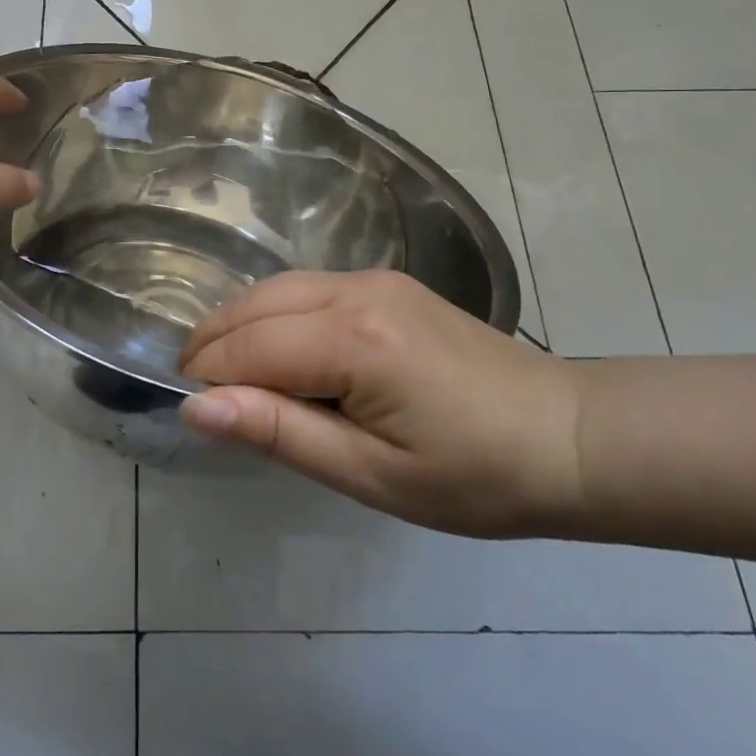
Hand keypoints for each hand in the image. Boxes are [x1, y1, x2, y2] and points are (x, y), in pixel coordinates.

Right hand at [179, 271, 584, 537]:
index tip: (186, 413)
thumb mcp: (371, 474)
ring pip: (277, 288)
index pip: (250, 347)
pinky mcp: (387, 283)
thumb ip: (280, 432)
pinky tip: (275, 349)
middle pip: (255, 304)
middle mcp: (356, 290)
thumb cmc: (475, 476)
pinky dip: (274, 314)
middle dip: (213, 344)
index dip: (208, 377)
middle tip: (195, 394)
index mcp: (355, 339)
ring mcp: (374, 279)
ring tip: (224, 375)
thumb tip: (197, 408)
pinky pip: (307, 288)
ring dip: (240, 325)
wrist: (569, 437)